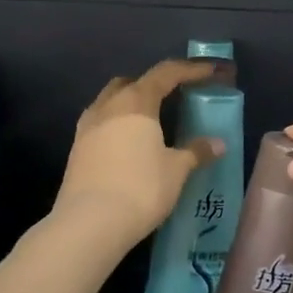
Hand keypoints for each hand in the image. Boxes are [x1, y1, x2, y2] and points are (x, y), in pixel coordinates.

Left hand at [55, 61, 224, 242]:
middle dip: (152, 84)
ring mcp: (87, 127)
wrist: (90, 222)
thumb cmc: (140, 188)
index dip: (189, 69)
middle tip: (173, 96)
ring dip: (130, 104)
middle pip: (131, 83)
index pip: (165, 74)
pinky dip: (116, 125)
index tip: (209, 71)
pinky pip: (100, 124)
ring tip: (150, 122)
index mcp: (136, 102)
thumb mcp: (176, 170)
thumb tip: (217, 143)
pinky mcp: (76, 149)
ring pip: (110, 102)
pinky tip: (127, 145)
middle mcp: (107, 106)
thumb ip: (195, 152)